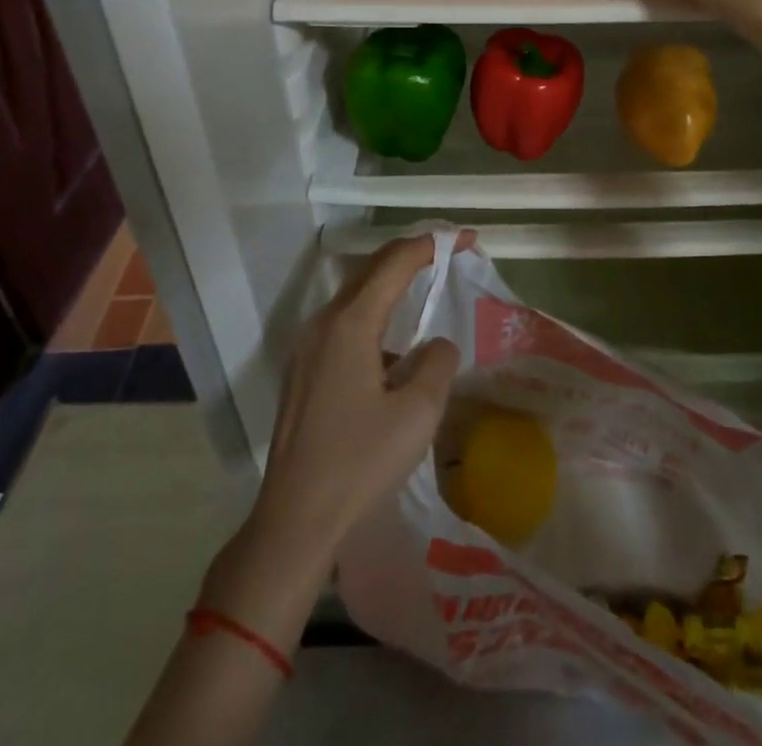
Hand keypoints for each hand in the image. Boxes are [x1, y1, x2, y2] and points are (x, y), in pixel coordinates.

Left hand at [251, 231, 469, 559]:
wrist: (294, 521)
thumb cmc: (360, 464)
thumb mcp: (418, 413)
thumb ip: (437, 362)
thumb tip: (435, 344)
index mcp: (350, 323)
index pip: (396, 262)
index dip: (434, 244)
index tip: (467, 240)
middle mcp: (323, 323)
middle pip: (371, 269)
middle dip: (412, 254)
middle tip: (449, 253)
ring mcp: (307, 346)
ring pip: (355, 296)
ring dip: (391, 284)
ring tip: (426, 288)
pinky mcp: (302, 370)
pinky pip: (344, 323)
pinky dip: (374, 314)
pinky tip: (393, 347)